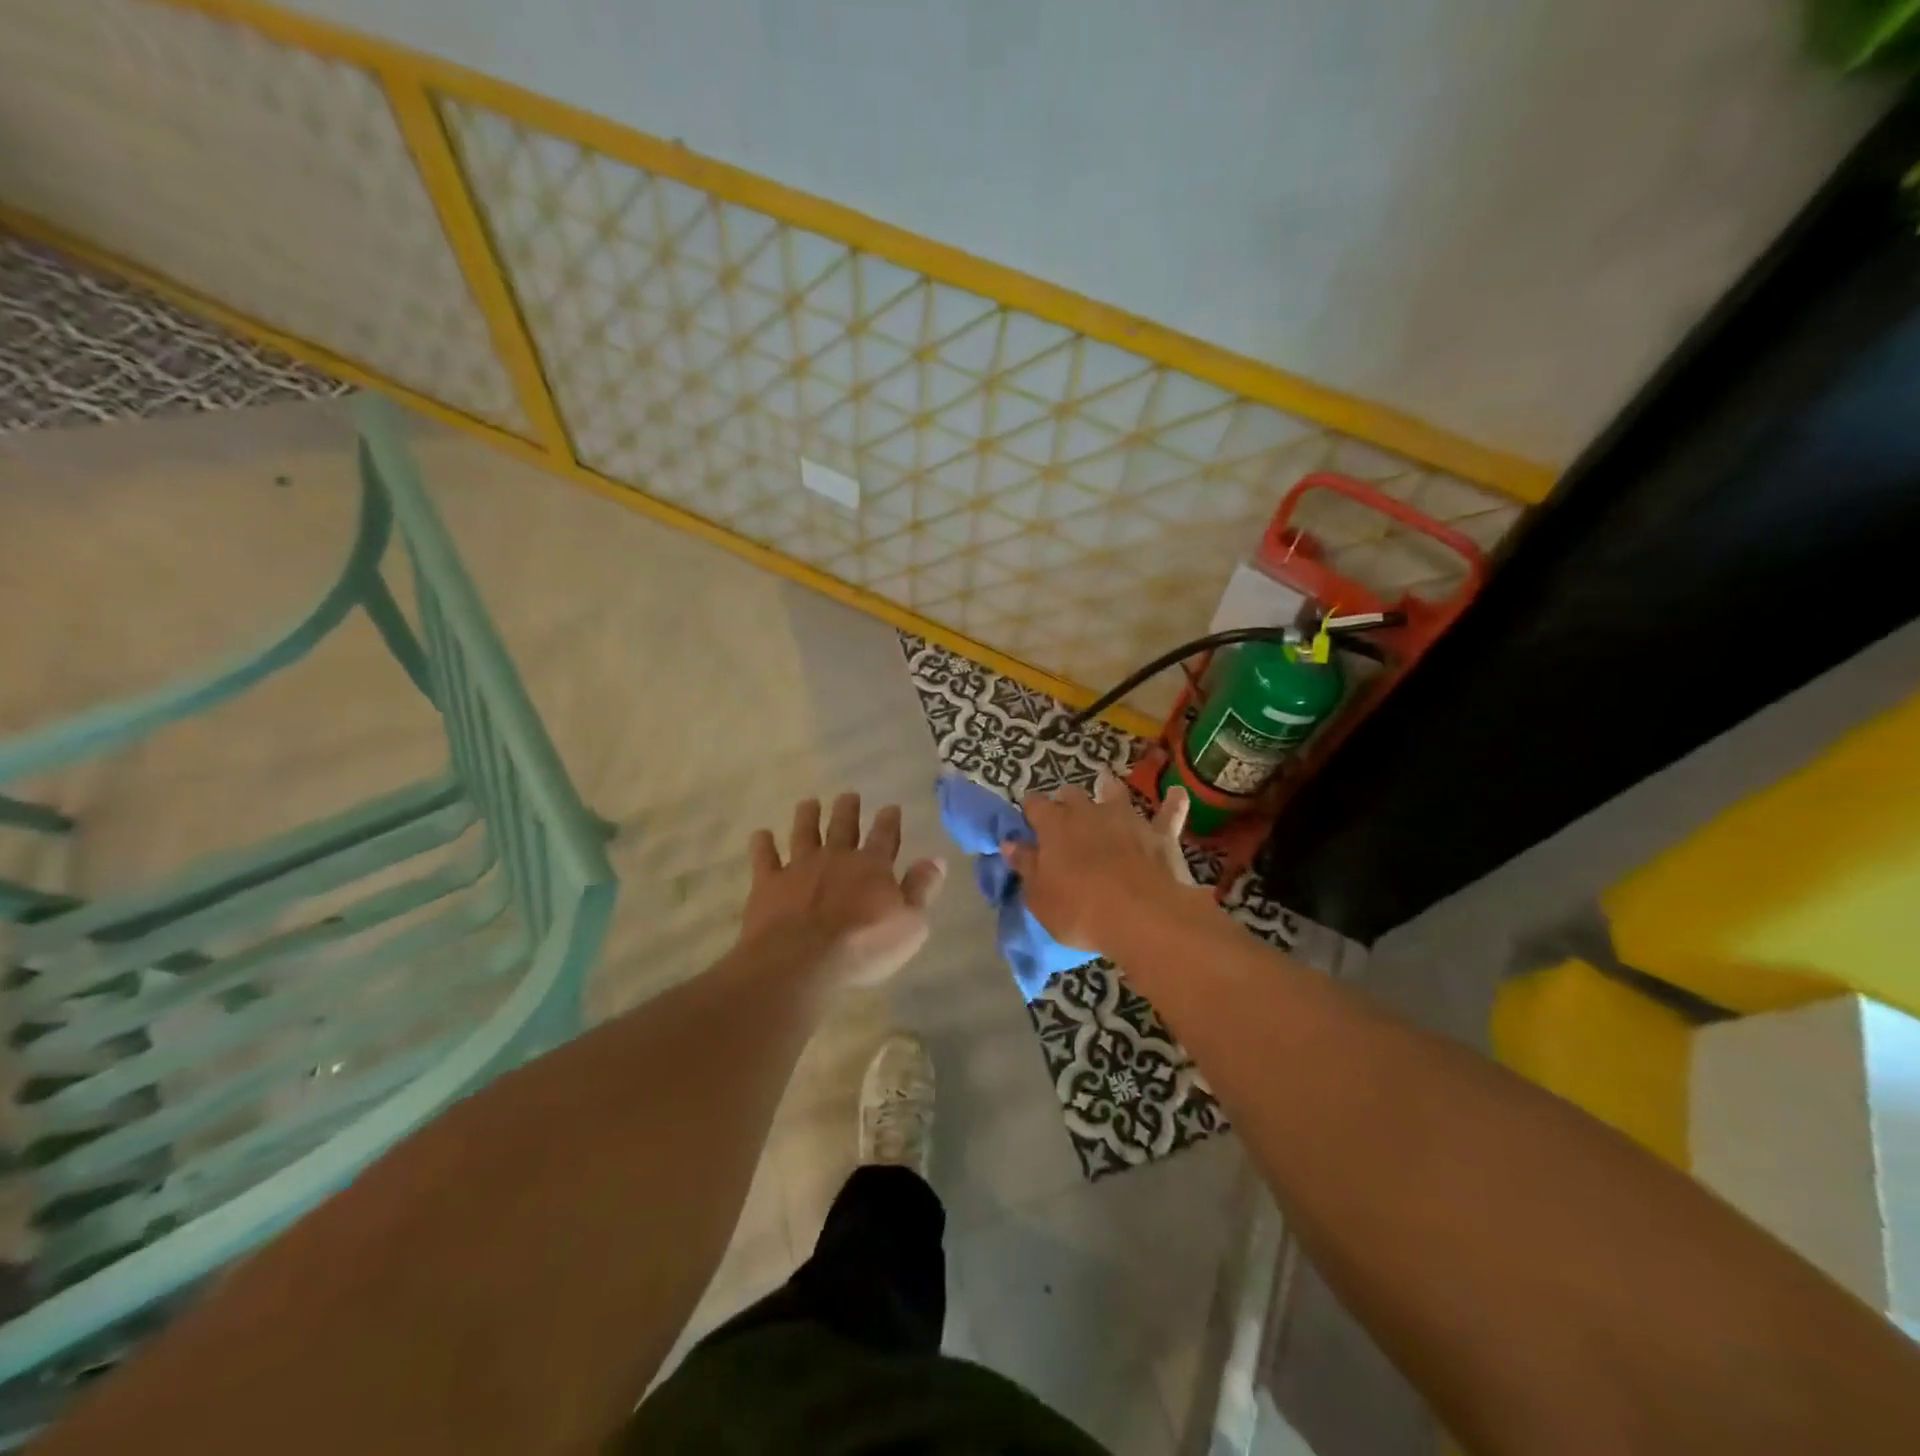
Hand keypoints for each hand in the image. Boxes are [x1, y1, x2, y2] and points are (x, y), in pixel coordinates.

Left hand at [739, 792, 946, 987]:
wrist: (802, 962)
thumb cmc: (863, 946)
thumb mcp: (909, 924)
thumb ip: (921, 889)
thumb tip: (937, 859)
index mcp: (872, 867)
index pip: (884, 837)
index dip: (889, 821)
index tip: (890, 807)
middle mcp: (836, 858)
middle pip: (843, 827)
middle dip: (848, 810)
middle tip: (848, 795)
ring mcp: (800, 868)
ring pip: (804, 833)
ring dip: (807, 816)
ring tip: (809, 802)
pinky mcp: (769, 884)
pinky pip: (764, 858)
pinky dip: (762, 845)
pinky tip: (761, 834)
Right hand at [1003, 773, 1196, 954]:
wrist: (1140, 916)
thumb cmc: (1078, 910)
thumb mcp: (1038, 896)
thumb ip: (1025, 865)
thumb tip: (1010, 843)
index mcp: (1054, 825)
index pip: (1034, 805)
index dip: (1030, 810)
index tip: (1028, 819)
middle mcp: (1088, 812)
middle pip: (1072, 794)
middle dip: (1066, 801)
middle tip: (1065, 816)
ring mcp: (1127, 819)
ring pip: (1115, 792)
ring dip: (1109, 790)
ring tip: (1106, 788)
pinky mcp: (1159, 835)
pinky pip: (1169, 813)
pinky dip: (1173, 803)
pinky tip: (1178, 793)